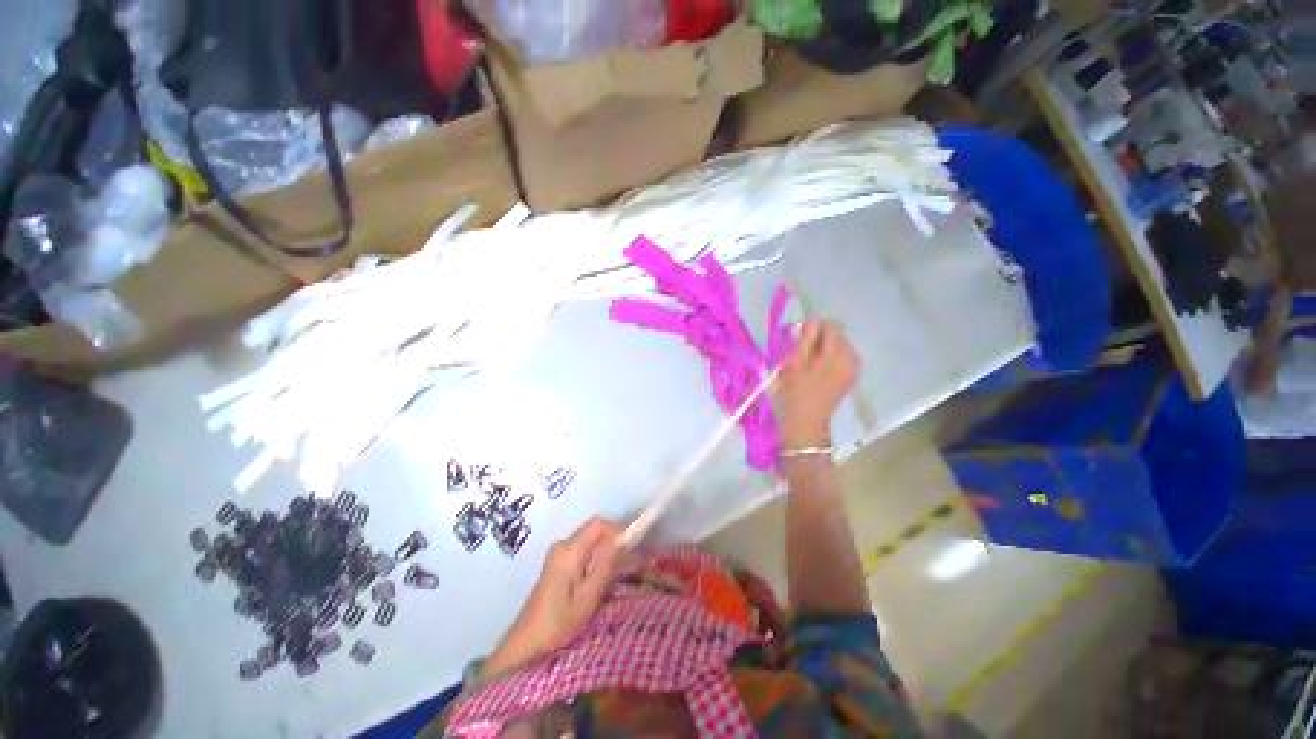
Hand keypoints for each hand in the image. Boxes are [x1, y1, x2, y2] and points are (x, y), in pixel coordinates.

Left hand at [485, 518, 622, 675]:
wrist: (526, 643)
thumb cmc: (557, 624)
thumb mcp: (587, 598)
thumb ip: (605, 566)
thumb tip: (623, 539)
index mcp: (569, 550)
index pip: (599, 524)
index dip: (617, 531)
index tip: (629, 551)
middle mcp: (563, 544)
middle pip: (595, 530)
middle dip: (613, 543)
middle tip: (624, 567)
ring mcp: (559, 552)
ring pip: (591, 540)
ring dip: (605, 552)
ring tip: (613, 576)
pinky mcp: (559, 562)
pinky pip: (584, 550)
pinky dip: (596, 559)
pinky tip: (598, 580)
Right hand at [776, 320, 858, 449]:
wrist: (804, 424)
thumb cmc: (794, 393)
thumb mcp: (795, 363)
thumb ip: (805, 339)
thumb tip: (811, 321)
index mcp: (838, 356)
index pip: (829, 328)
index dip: (811, 328)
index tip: (795, 336)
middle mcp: (851, 359)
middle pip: (836, 336)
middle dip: (818, 337)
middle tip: (798, 348)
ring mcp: (852, 370)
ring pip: (838, 346)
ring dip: (822, 347)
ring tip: (806, 358)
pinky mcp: (848, 378)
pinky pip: (840, 357)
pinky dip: (827, 356)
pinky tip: (815, 366)